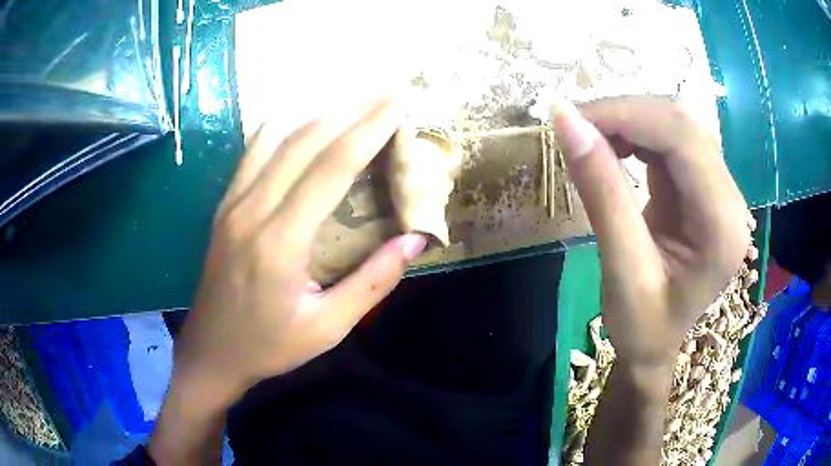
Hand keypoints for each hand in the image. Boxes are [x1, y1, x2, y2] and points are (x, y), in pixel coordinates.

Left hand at [176, 97, 425, 398]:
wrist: (211, 352)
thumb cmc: (268, 346)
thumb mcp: (328, 327)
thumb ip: (372, 282)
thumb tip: (414, 240)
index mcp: (279, 242)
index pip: (331, 167)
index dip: (369, 129)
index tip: (398, 104)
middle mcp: (252, 210)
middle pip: (305, 140)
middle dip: (351, 110)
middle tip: (386, 92)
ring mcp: (232, 204)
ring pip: (276, 137)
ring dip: (318, 112)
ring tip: (353, 100)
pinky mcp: (224, 206)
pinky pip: (254, 151)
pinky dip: (283, 127)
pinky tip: (303, 120)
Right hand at [552, 96, 749, 368]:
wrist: (656, 346)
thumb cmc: (642, 327)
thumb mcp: (621, 268)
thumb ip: (601, 191)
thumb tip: (566, 120)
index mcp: (722, 225)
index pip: (682, 138)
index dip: (626, 115)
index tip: (571, 119)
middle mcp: (731, 198)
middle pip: (682, 123)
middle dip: (625, 113)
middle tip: (576, 127)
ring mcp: (720, 190)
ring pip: (676, 124)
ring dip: (629, 120)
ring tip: (591, 137)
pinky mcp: (704, 187)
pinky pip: (671, 141)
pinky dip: (636, 134)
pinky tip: (614, 147)